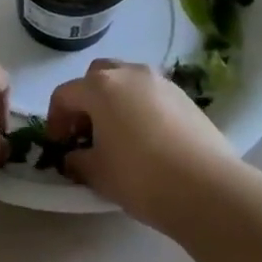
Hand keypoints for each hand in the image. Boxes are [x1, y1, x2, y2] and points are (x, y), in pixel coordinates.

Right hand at [46, 60, 239, 227]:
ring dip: (115, 101)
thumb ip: (77, 160)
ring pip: (128, 82)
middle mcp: (130, 73)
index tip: (59, 145)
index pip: (64, 94)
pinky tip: (148, 140)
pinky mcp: (186, 97)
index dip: (55, 120)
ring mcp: (162, 82)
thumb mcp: (97, 173)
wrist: (207, 188)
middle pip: (97, 76)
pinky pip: (152, 95)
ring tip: (118, 135)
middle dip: (86, 100)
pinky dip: (141, 108)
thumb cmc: (140, 176)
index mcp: (100, 87)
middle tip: (87, 132)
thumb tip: (73, 157)